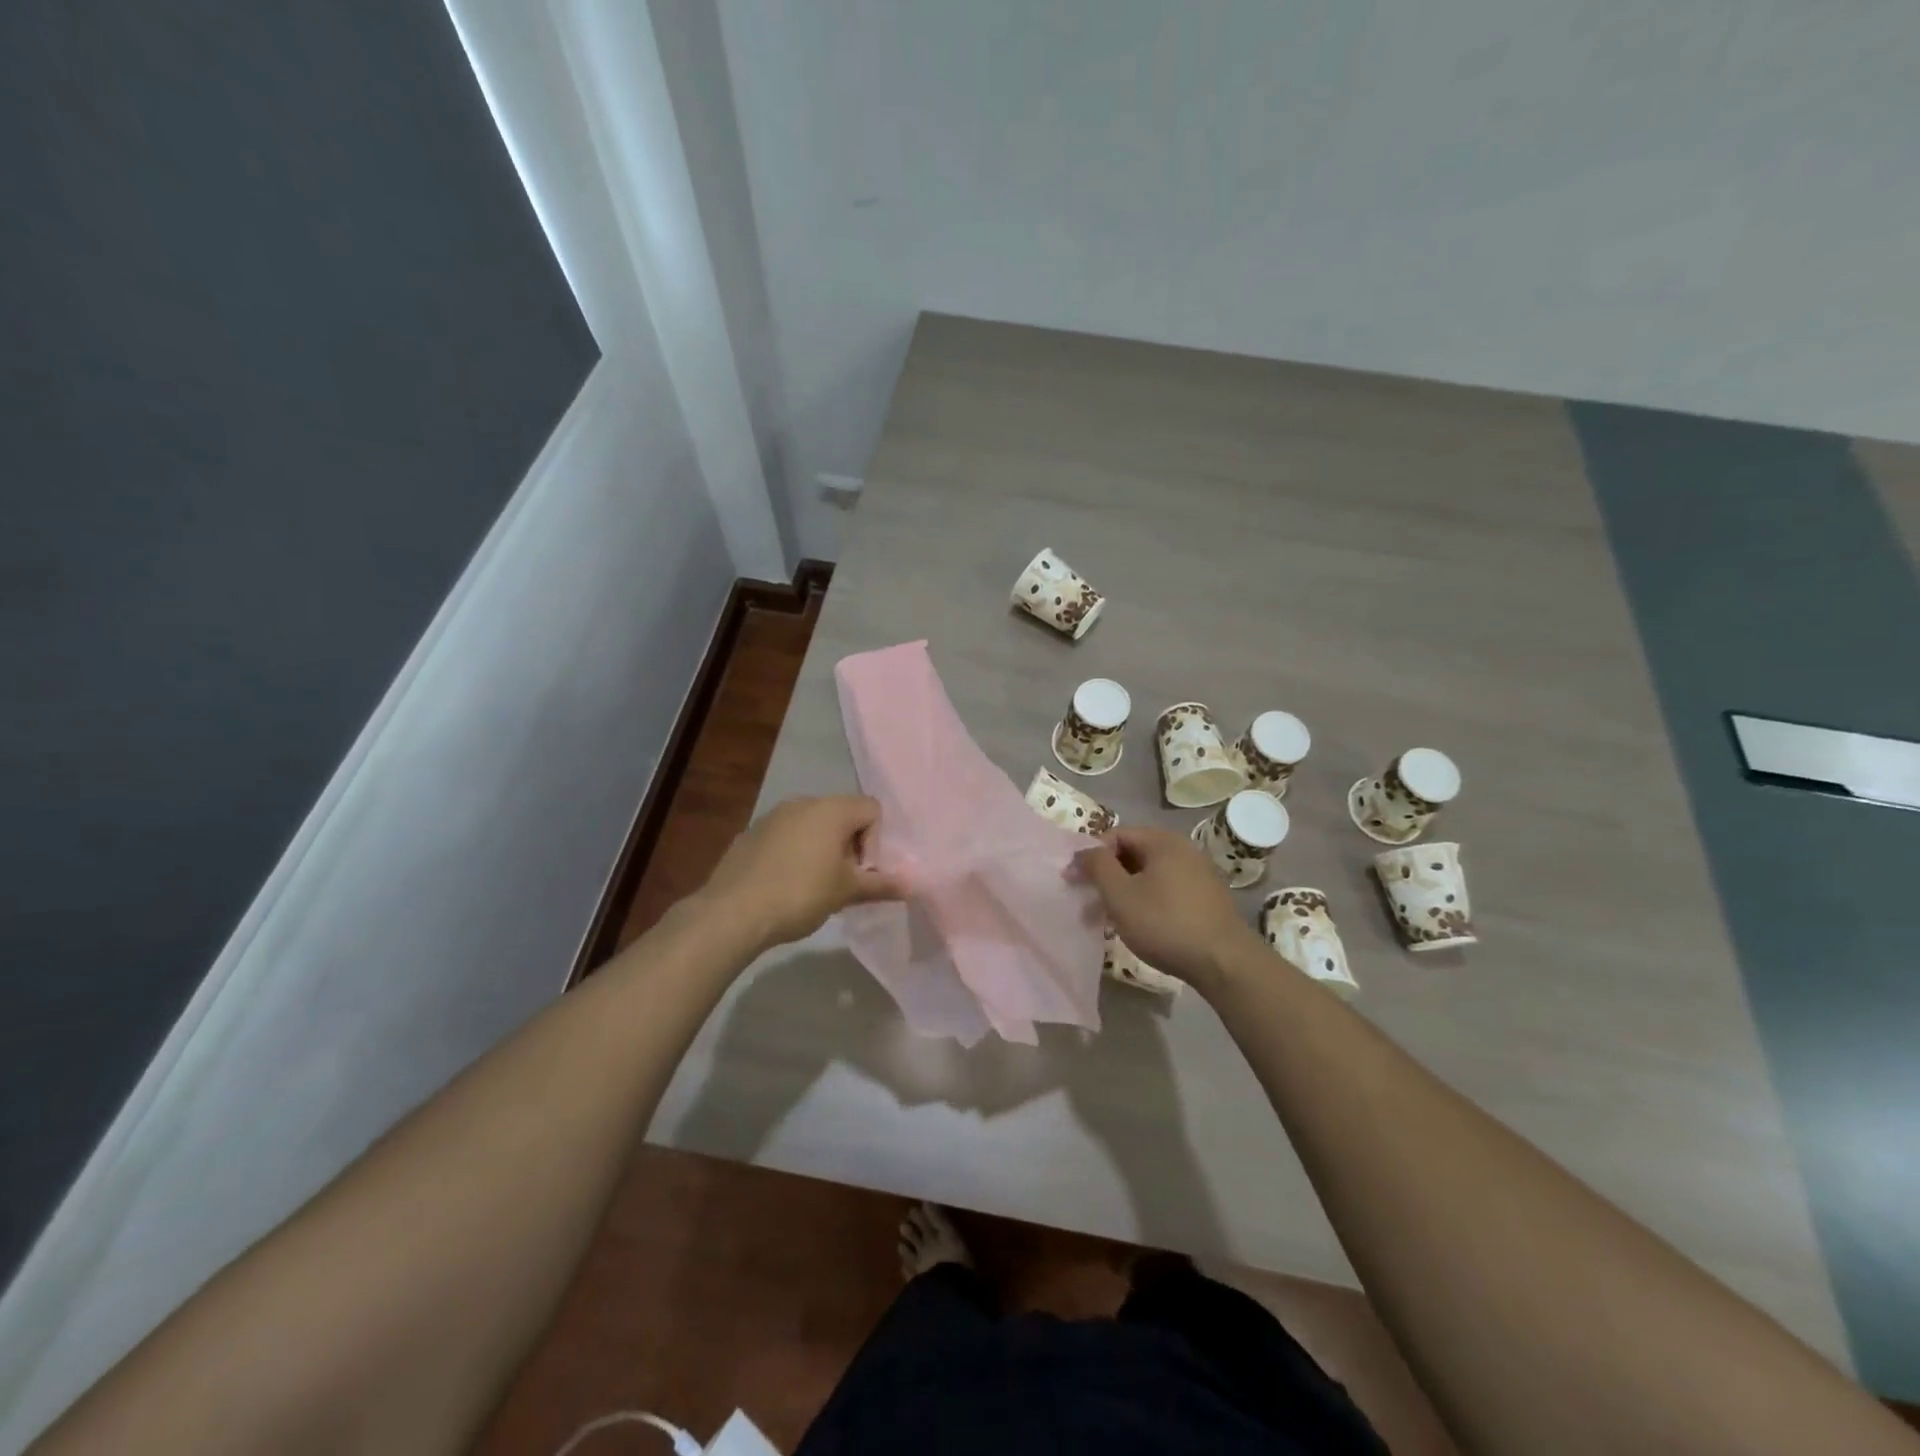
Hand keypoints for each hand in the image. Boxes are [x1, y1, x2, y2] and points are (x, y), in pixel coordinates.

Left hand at [697, 795, 905, 952]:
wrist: (732, 912)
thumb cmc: (800, 894)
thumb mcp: (846, 891)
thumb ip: (881, 884)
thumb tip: (913, 884)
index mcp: (831, 809)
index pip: (872, 809)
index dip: (876, 840)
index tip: (862, 872)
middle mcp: (804, 802)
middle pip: (843, 814)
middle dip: (850, 845)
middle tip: (843, 881)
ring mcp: (774, 815)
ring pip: (813, 824)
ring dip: (823, 848)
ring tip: (815, 885)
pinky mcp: (752, 832)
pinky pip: (787, 835)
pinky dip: (796, 852)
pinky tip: (786, 884)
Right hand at [1079, 825, 1259, 992]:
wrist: (1225, 962)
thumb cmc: (1166, 923)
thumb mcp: (1120, 895)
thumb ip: (1097, 866)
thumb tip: (1082, 851)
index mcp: (1163, 841)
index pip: (1115, 835)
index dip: (1091, 855)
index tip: (1075, 882)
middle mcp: (1183, 848)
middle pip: (1133, 853)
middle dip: (1107, 875)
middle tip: (1089, 901)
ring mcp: (1198, 872)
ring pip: (1149, 874)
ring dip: (1125, 890)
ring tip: (1109, 918)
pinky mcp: (1206, 896)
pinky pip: (1166, 888)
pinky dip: (1146, 899)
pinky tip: (1139, 924)